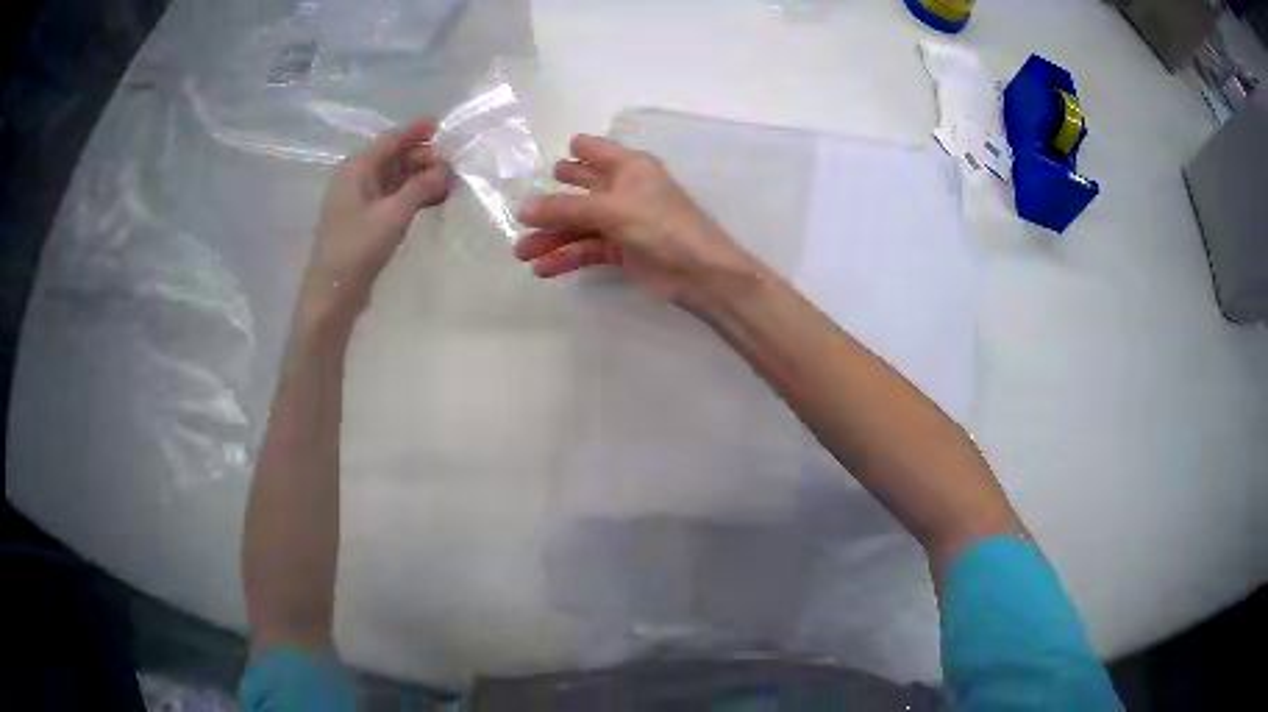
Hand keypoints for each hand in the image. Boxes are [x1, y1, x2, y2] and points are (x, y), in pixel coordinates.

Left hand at [299, 118, 451, 328]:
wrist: (332, 293)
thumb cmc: (358, 248)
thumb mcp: (394, 214)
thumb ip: (422, 186)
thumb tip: (446, 168)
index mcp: (356, 168)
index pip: (391, 140)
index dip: (417, 131)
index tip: (443, 126)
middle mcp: (354, 178)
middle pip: (393, 157)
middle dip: (423, 158)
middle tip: (452, 166)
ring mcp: (357, 200)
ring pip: (393, 178)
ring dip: (419, 178)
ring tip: (447, 183)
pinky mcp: (362, 220)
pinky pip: (391, 197)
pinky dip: (411, 195)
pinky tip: (430, 200)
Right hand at [514, 135, 763, 308]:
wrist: (699, 272)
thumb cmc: (660, 225)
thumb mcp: (610, 210)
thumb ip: (565, 209)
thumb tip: (524, 209)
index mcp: (629, 166)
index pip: (594, 150)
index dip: (572, 152)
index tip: (544, 164)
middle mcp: (623, 188)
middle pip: (579, 189)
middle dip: (550, 202)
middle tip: (521, 214)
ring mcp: (622, 220)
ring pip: (579, 224)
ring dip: (551, 237)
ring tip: (521, 253)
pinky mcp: (621, 249)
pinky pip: (587, 248)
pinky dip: (566, 257)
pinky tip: (543, 268)